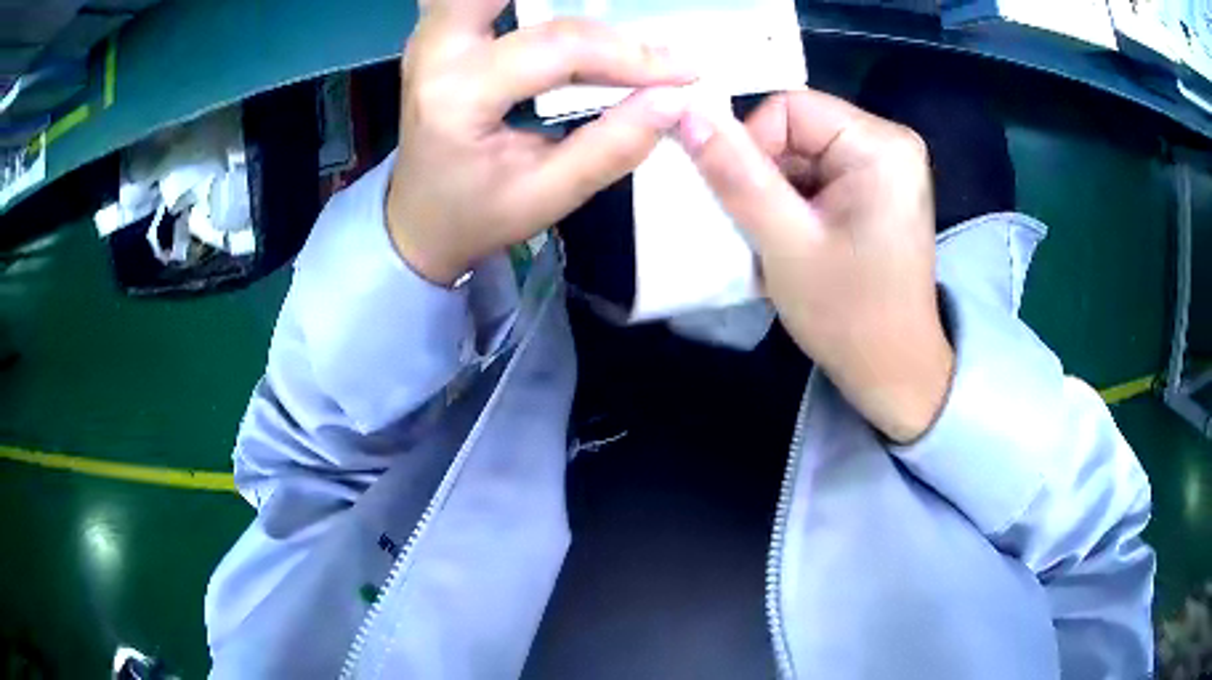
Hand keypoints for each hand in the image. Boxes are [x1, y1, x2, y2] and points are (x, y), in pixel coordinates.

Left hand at [387, 0, 696, 284]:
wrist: (419, 221)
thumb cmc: (478, 214)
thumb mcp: (548, 196)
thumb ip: (612, 146)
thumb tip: (672, 98)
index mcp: (458, 97)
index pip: (556, 49)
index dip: (627, 54)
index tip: (682, 70)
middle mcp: (434, 53)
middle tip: (620, 9)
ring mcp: (428, 38)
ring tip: (591, 9)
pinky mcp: (435, 35)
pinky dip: (514, 2)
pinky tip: (547, 12)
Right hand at [674, 91, 952, 442]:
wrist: (892, 373)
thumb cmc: (848, 314)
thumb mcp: (784, 242)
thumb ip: (736, 174)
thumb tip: (687, 113)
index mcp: (880, 144)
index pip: (789, 107)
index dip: (752, 146)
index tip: (749, 203)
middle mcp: (889, 142)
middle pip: (796, 130)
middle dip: (765, 176)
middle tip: (761, 229)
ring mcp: (886, 167)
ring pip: (800, 155)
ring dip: (775, 195)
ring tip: (778, 243)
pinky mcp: (877, 191)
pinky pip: (817, 176)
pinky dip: (793, 205)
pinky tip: (795, 243)